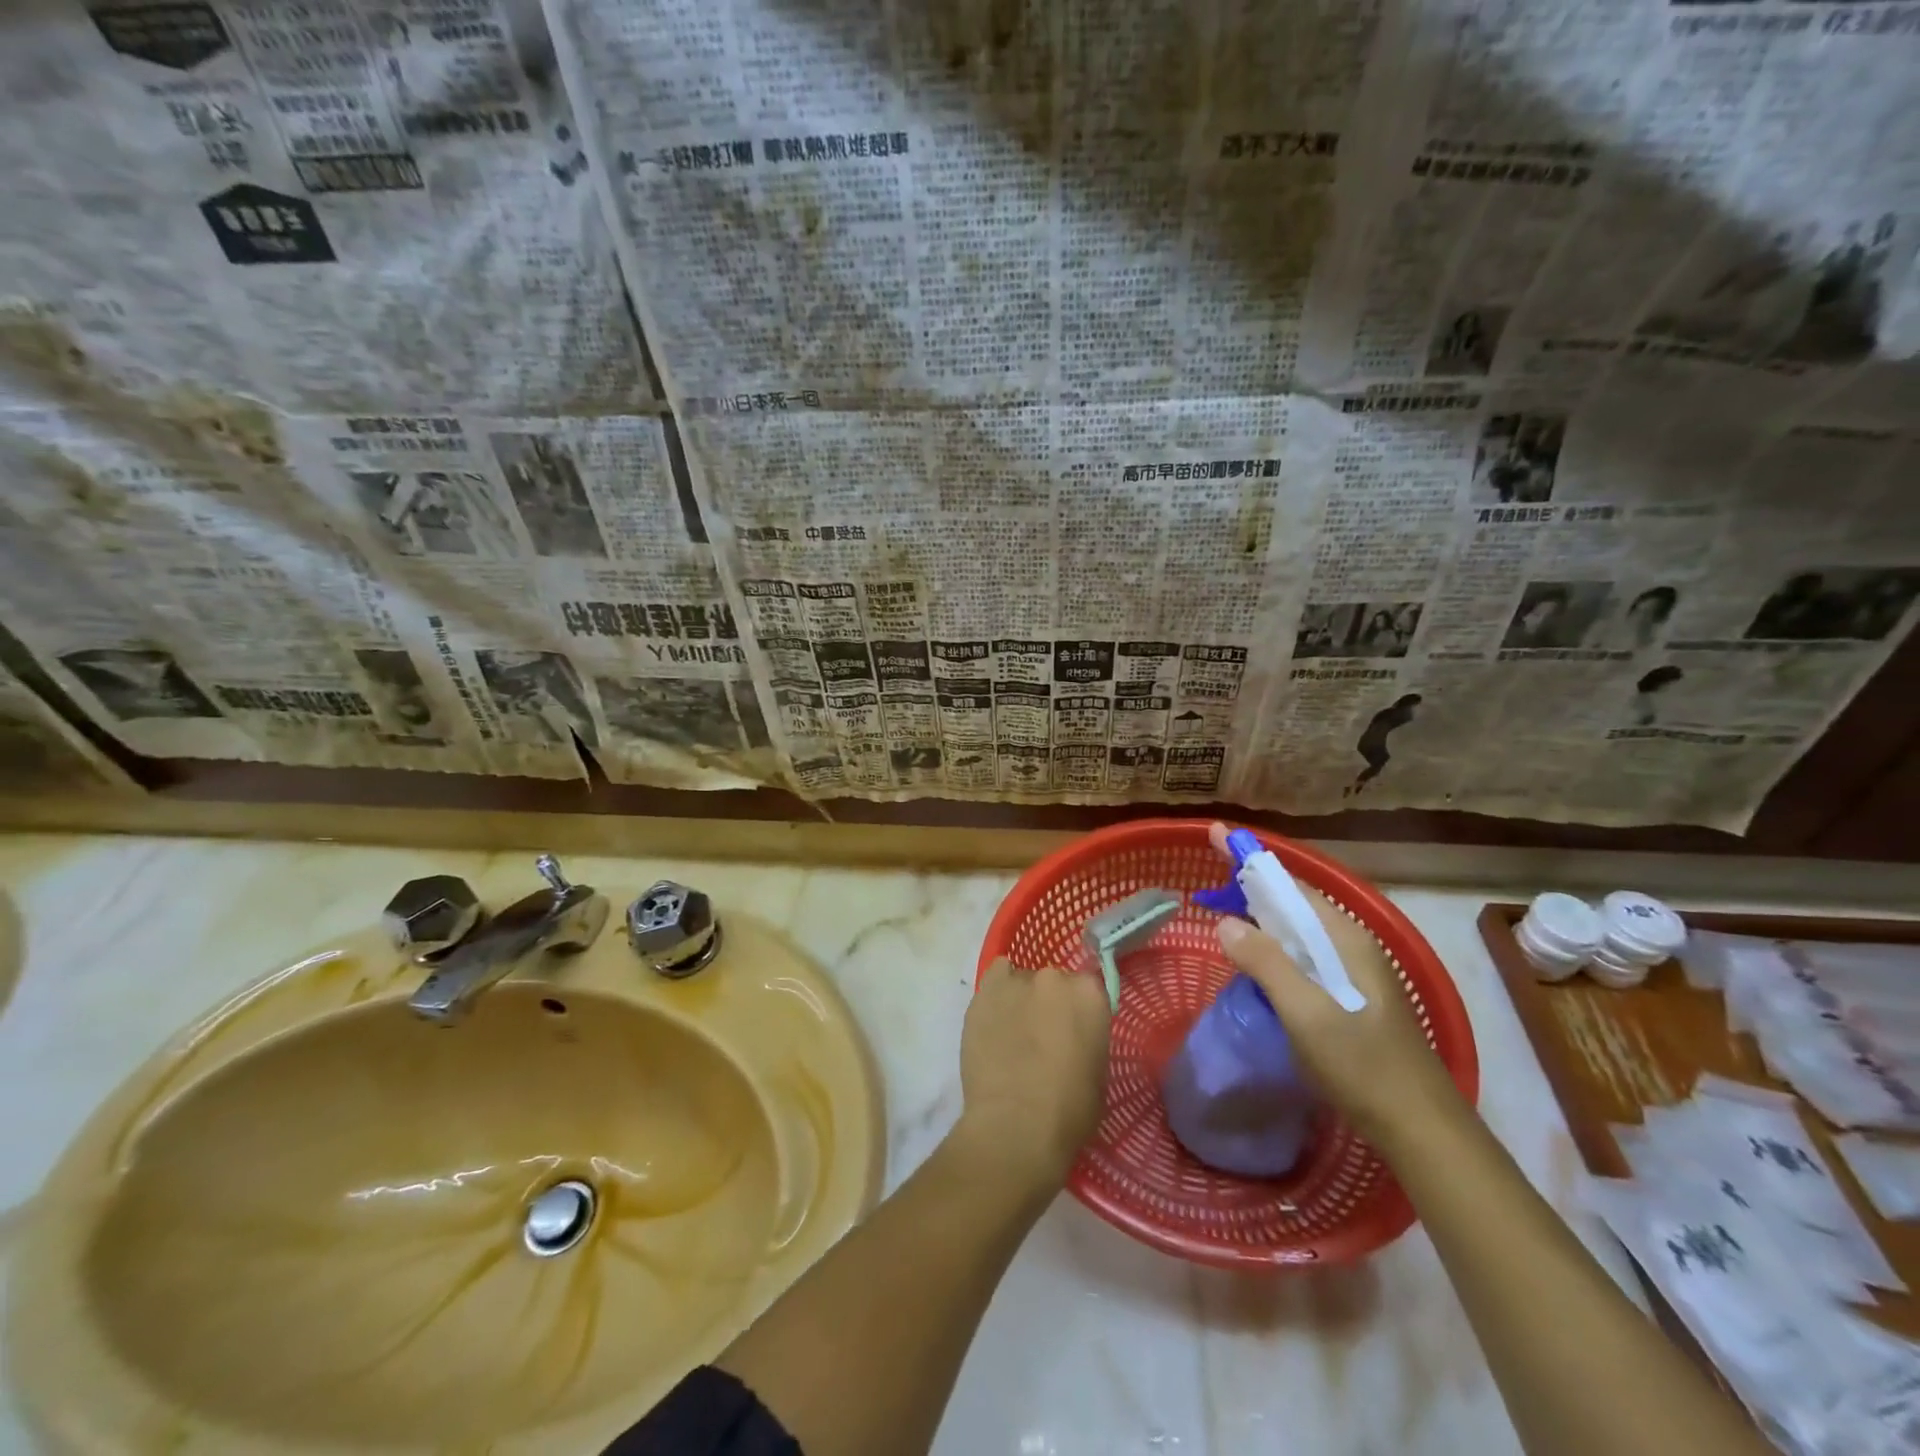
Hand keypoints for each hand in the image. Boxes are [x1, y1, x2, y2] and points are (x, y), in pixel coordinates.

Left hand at [952, 957, 1110, 1192]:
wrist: (1015, 1125)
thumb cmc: (1069, 1111)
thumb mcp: (1098, 1074)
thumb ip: (1088, 1040)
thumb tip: (1074, 1038)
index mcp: (1090, 995)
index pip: (1088, 989)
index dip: (1079, 1012)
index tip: (1073, 1032)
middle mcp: (1055, 978)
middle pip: (1054, 982)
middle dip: (1050, 1004)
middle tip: (1044, 1036)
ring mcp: (1017, 981)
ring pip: (1022, 981)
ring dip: (1021, 1000)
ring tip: (1013, 1033)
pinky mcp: (984, 991)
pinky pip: (995, 979)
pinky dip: (997, 993)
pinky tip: (994, 1017)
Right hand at [1209, 822, 1461, 1149]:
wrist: (1421, 1130)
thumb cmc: (1363, 1066)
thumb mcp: (1306, 1012)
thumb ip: (1266, 963)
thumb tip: (1225, 922)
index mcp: (1345, 939)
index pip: (1289, 884)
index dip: (1250, 860)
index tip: (1215, 835)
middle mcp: (1351, 946)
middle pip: (1293, 903)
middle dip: (1250, 887)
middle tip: (1208, 882)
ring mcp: (1353, 973)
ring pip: (1297, 932)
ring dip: (1260, 918)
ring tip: (1222, 913)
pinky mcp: (1349, 998)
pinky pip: (1303, 957)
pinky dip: (1272, 948)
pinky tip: (1254, 963)